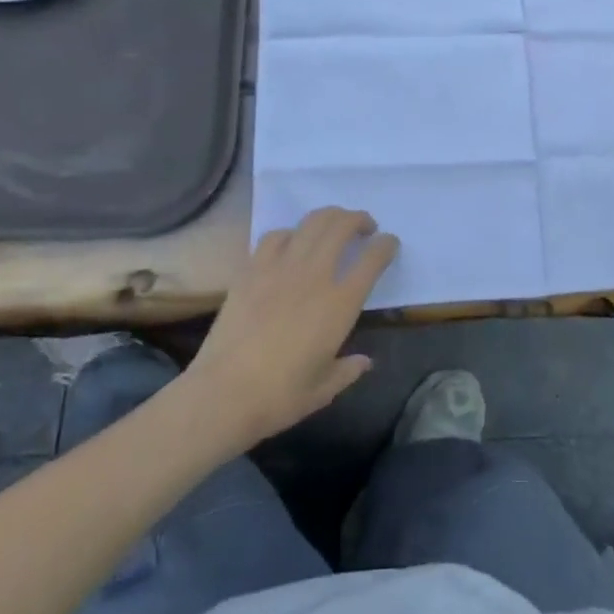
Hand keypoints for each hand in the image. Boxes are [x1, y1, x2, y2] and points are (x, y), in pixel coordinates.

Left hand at [190, 208, 398, 446]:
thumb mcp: (323, 389)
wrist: (223, 394)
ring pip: (312, 221)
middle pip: (342, 226)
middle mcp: (315, 275)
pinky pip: (276, 235)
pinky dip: (290, 233)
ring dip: (330, 217)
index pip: (373, 258)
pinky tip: (291, 243)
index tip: (389, 244)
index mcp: (340, 303)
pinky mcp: (253, 268)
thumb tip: (364, 361)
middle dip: (359, 219)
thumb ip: (348, 369)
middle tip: (364, 228)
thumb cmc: (279, 397)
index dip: (386, 245)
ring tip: (333, 225)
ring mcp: (281, 267)